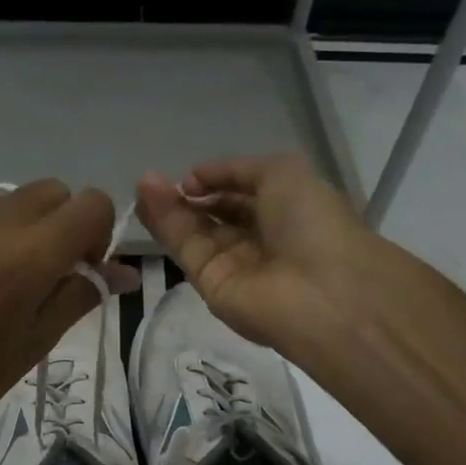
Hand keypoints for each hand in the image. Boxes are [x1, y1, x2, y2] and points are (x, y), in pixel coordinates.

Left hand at [0, 182, 137, 464]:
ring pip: (15, 198)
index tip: (84, 270)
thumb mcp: (35, 344)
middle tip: (53, 272)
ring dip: (30, 226)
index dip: (100, 234)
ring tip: (11, 277)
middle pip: (54, 191)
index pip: (91, 204)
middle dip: (66, 223)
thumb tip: (124, 273)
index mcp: (26, 258)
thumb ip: (80, 295)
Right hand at [136, 155, 376, 354]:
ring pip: (194, 231)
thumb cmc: (312, 224)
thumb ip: (235, 171)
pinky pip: (186, 248)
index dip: (217, 181)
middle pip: (214, 214)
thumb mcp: (283, 173)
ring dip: (168, 206)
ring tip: (143, 184)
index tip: (192, 175)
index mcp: (286, 211)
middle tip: (154, 179)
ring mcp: (234, 264)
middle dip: (187, 195)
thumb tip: (194, 180)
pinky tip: (147, 200)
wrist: (322, 293)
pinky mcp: (210, 285)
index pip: (243, 194)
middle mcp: (259, 239)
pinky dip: (165, 224)